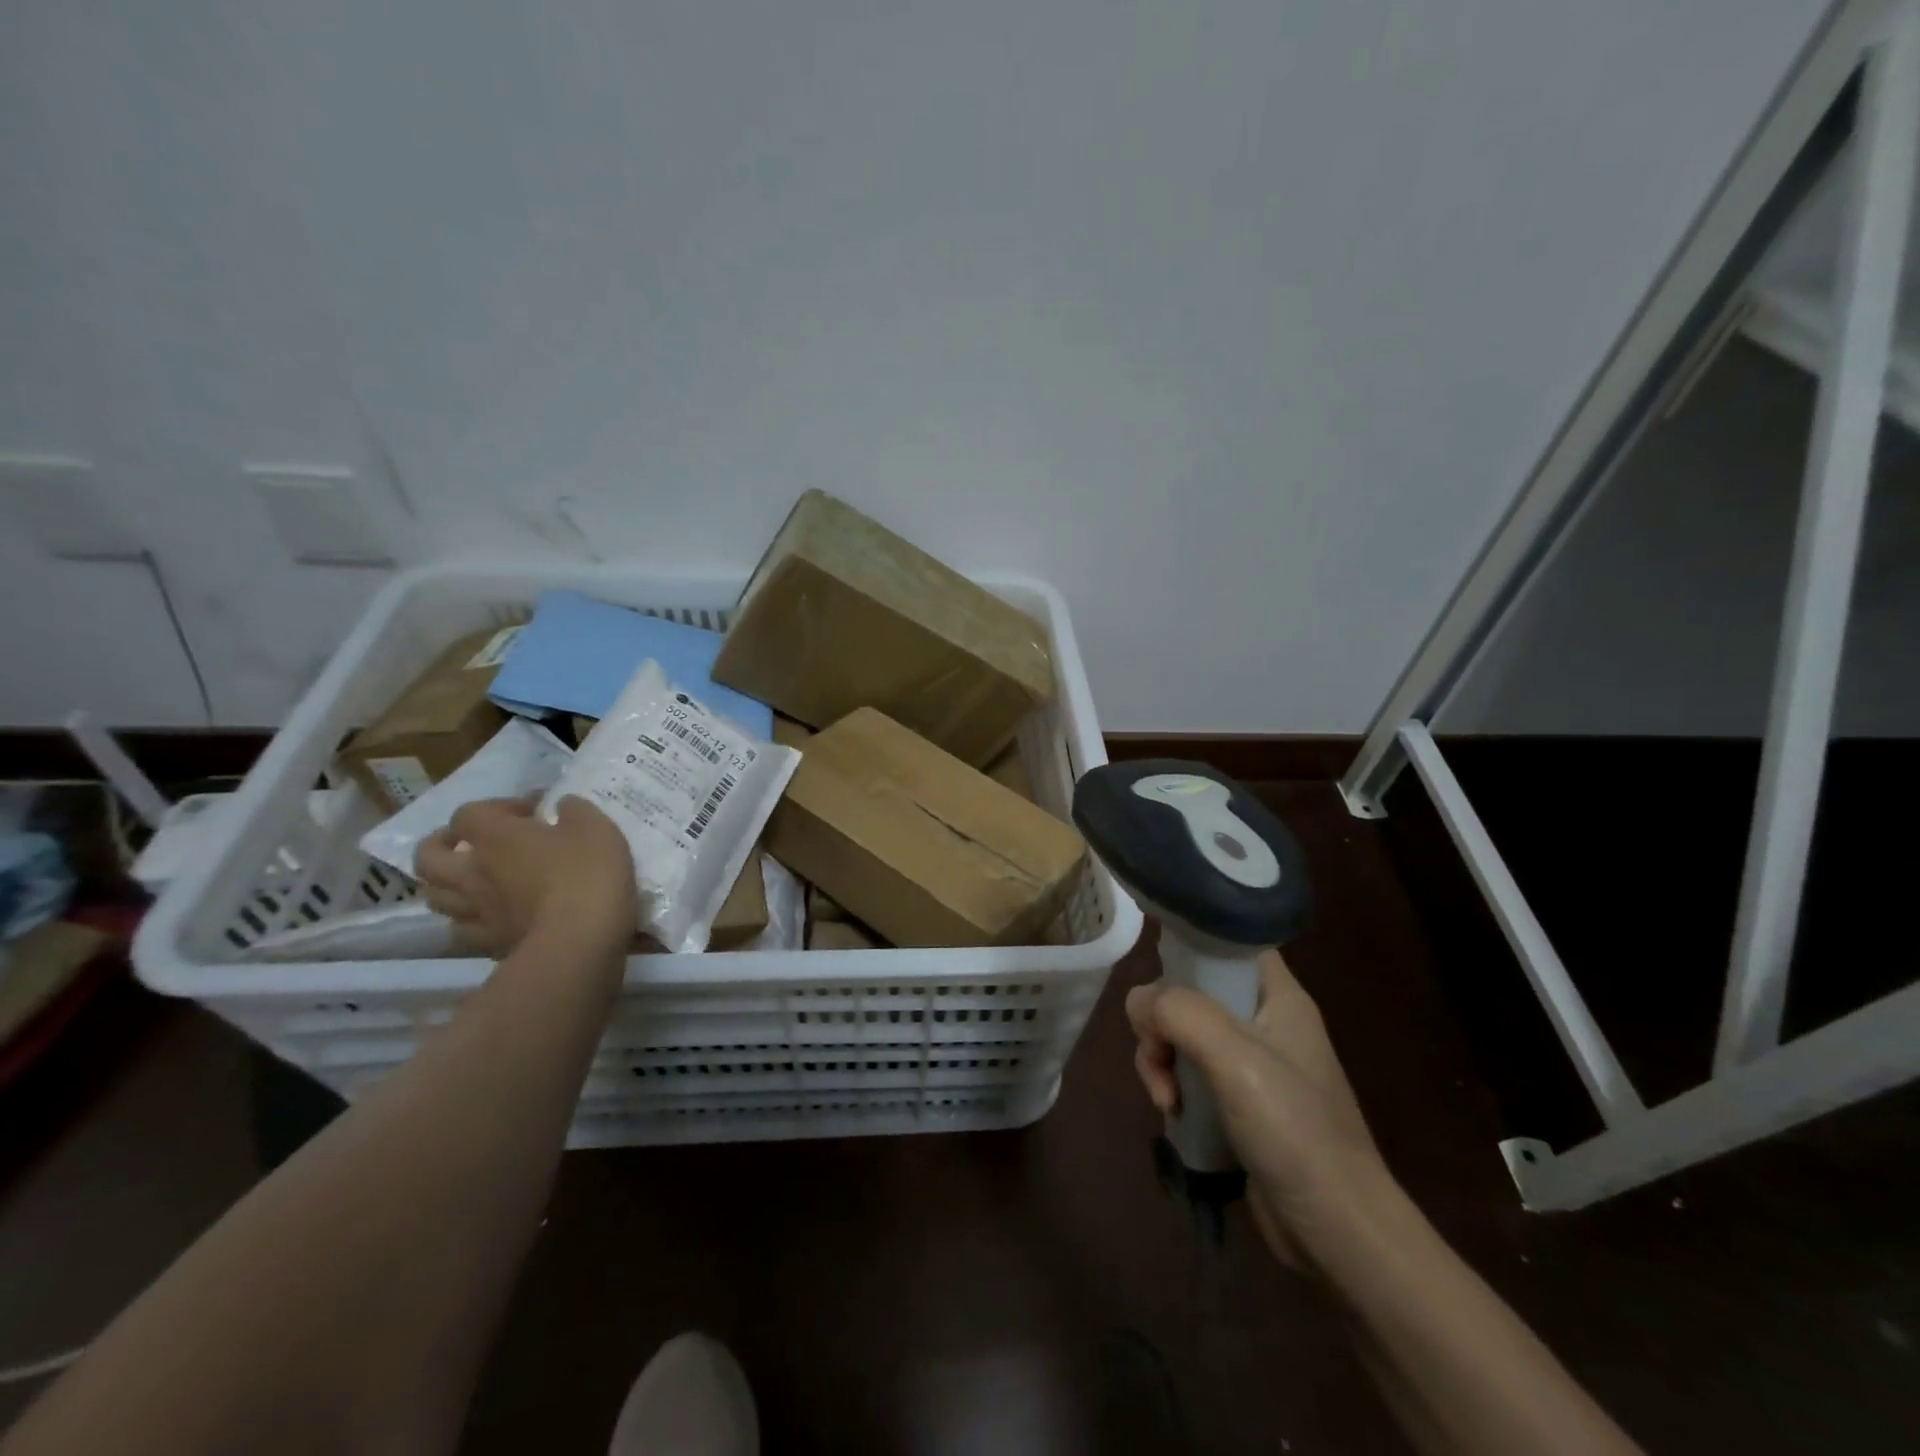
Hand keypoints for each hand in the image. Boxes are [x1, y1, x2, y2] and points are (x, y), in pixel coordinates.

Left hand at [415, 795, 636, 958]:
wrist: (581, 940)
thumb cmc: (588, 873)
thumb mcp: (595, 827)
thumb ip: (575, 810)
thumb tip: (562, 806)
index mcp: (496, 837)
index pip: (468, 813)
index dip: (496, 807)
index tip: (531, 813)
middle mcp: (473, 873)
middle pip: (428, 857)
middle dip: (441, 845)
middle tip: (469, 843)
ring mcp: (476, 912)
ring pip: (436, 897)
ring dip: (449, 885)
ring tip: (475, 882)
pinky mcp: (489, 944)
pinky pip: (463, 930)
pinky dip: (471, 921)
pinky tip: (492, 917)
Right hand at [1127, 948, 1389, 1268]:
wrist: (1339, 1234)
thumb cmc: (1296, 1132)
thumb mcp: (1236, 1060)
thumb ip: (1182, 1014)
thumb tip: (1139, 1000)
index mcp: (1278, 997)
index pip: (1230, 943)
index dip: (1192, 944)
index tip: (1156, 969)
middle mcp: (1265, 1022)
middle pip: (1193, 991)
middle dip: (1162, 1020)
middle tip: (1158, 1054)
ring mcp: (1252, 1065)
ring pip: (1183, 1034)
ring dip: (1160, 1060)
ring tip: (1164, 1099)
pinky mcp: (1238, 1103)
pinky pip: (1189, 1073)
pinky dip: (1172, 1087)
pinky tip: (1172, 1114)